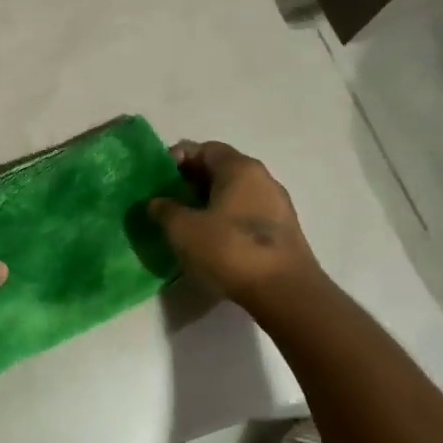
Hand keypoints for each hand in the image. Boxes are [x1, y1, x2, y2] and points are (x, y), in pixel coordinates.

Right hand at [148, 141, 324, 306]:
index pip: (204, 148)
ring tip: (185, 223)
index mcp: (240, 168)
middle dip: (190, 182)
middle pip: (220, 169)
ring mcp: (276, 205)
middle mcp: (262, 178)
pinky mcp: (282, 232)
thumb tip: (156, 202)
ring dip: (207, 202)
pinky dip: (225, 219)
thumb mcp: (183, 228)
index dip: (177, 159)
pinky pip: (246, 214)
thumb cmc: (231, 250)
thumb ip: (164, 209)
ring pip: (233, 193)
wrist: (286, 294)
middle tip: (167, 201)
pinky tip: (210, 241)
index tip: (158, 179)